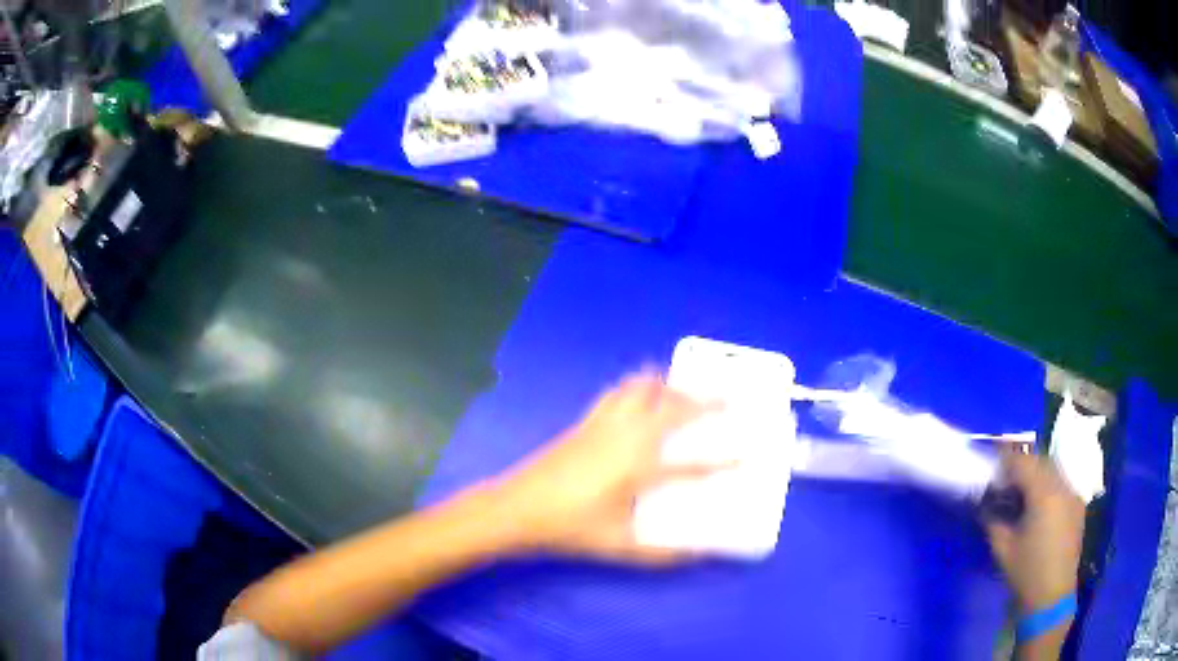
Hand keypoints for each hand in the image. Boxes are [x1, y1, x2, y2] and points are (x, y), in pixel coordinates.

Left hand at [489, 373, 716, 564]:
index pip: (691, 465)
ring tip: (685, 388)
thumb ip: (661, 553)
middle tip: (726, 399)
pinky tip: (640, 392)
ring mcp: (603, 425)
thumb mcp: (618, 547)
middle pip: (671, 408)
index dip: (722, 462)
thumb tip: (696, 554)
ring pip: (642, 389)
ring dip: (668, 386)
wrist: (519, 507)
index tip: (745, 457)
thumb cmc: (570, 528)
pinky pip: (616, 393)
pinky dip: (635, 386)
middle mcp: (626, 438)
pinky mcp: (585, 422)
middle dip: (704, 402)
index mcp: (638, 470)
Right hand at [983, 450, 1085, 614]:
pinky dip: (1048, 485)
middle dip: (1022, 464)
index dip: (1006, 460)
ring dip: (1037, 473)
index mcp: (1044, 494)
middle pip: (1042, 461)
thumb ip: (993, 521)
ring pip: (1054, 470)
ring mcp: (1074, 495)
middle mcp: (1063, 487)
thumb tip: (985, 504)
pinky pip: (1062, 485)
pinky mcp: (1078, 507)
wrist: (1052, 597)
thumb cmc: (1026, 573)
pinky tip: (1038, 505)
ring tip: (1020, 490)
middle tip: (1004, 477)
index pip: (1024, 463)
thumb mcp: (1003, 549)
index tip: (992, 465)